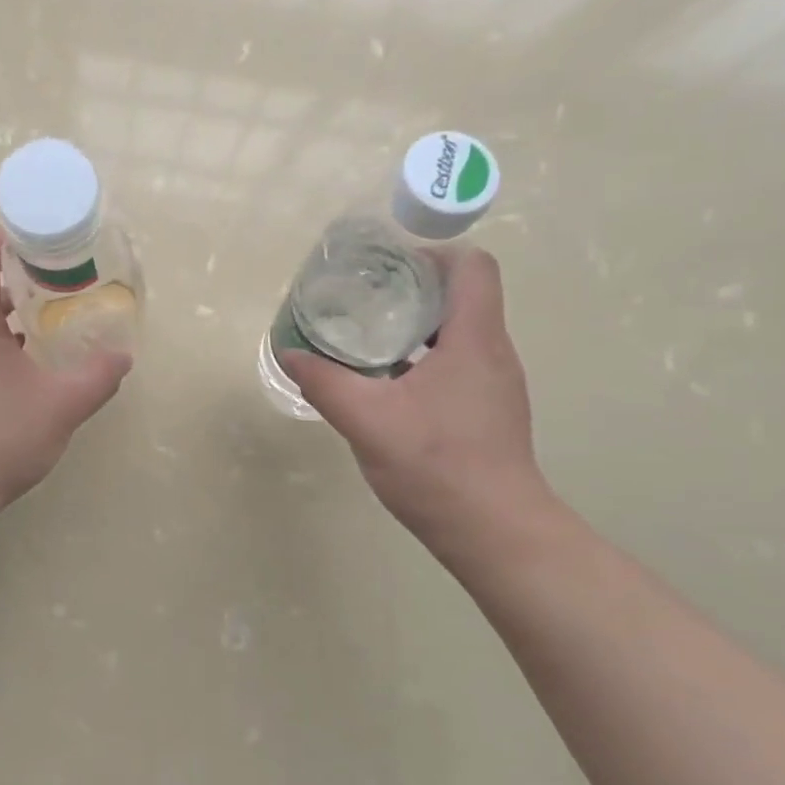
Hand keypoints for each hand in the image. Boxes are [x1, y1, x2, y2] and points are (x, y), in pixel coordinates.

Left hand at [0, 227, 130, 521]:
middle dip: (16, 270)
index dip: (5, 235)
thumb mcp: (60, 406)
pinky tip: (33, 357)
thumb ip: (97, 377)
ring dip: (10, 305)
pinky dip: (2, 336)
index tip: (41, 238)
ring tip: (52, 310)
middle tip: (59, 273)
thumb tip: (123, 357)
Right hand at [278, 245, 550, 564]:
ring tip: (370, 341)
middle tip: (365, 301)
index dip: (432, 254)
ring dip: (417, 329)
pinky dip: (425, 362)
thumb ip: (325, 382)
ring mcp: (496, 385)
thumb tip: (289, 353)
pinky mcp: (490, 412)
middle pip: (464, 297)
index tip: (388, 267)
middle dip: (414, 291)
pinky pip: (459, 367)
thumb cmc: (436, 465)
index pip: (472, 266)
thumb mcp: (367, 420)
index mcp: (474, 339)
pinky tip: (389, 389)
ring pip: (460, 335)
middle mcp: (493, 352)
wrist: (494, 530)